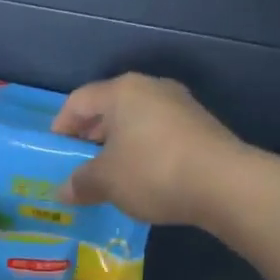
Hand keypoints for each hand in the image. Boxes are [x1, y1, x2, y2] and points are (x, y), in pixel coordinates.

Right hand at [54, 74, 246, 225]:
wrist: (225, 184)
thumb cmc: (152, 172)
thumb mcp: (106, 182)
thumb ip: (80, 183)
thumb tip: (62, 191)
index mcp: (122, 91)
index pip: (78, 101)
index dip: (60, 127)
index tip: (55, 154)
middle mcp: (151, 89)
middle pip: (109, 109)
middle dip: (90, 139)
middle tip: (80, 168)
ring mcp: (180, 106)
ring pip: (136, 123)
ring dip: (119, 148)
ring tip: (111, 178)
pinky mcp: (201, 127)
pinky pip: (159, 136)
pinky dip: (144, 153)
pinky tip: (144, 180)